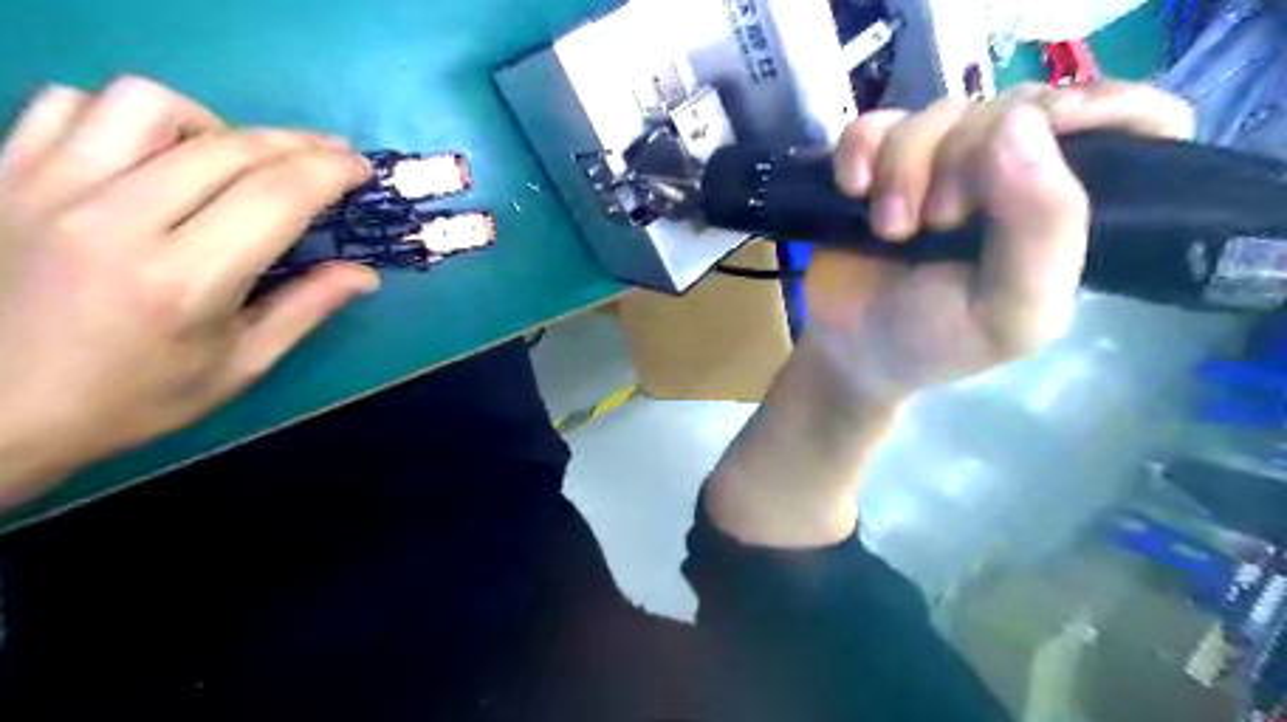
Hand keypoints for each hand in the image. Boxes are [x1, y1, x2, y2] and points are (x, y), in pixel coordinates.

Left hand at [0, 76, 377, 507]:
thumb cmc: (134, 397)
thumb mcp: (240, 365)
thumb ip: (306, 309)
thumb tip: (365, 273)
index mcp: (184, 279)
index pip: (276, 195)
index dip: (331, 171)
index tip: (361, 169)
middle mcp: (116, 220)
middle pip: (229, 146)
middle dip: (298, 144)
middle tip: (330, 157)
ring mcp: (48, 188)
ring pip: (147, 104)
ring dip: (213, 125)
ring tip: (232, 158)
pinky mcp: (5, 174)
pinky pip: (72, 106)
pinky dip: (128, 119)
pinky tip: (155, 155)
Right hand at [802, 81, 1195, 406]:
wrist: (851, 352)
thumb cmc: (937, 341)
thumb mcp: (1010, 312)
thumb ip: (1041, 229)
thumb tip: (1020, 123)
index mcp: (1064, 208)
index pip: (1122, 119)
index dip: (1088, 111)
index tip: (1035, 139)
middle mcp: (1010, 173)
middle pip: (1010, 108)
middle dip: (963, 161)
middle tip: (935, 224)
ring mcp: (940, 163)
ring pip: (938, 113)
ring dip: (904, 168)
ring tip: (889, 229)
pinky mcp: (879, 163)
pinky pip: (874, 123)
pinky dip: (860, 149)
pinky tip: (853, 188)